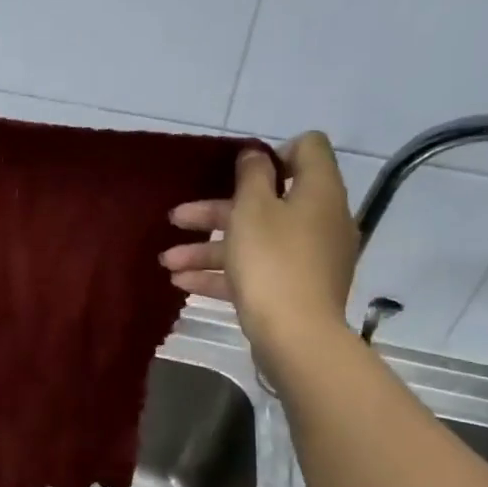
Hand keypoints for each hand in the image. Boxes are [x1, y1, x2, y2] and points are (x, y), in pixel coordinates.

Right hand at [160, 131, 359, 368]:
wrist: (296, 336)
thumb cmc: (272, 263)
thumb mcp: (253, 210)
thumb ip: (252, 176)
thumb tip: (257, 154)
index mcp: (319, 191)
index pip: (307, 149)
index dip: (272, 154)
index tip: (238, 173)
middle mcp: (320, 220)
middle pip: (267, 202)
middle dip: (215, 211)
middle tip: (177, 218)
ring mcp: (309, 259)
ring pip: (254, 241)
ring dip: (208, 248)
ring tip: (168, 262)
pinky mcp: (295, 290)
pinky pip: (256, 272)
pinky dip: (223, 274)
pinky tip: (183, 283)